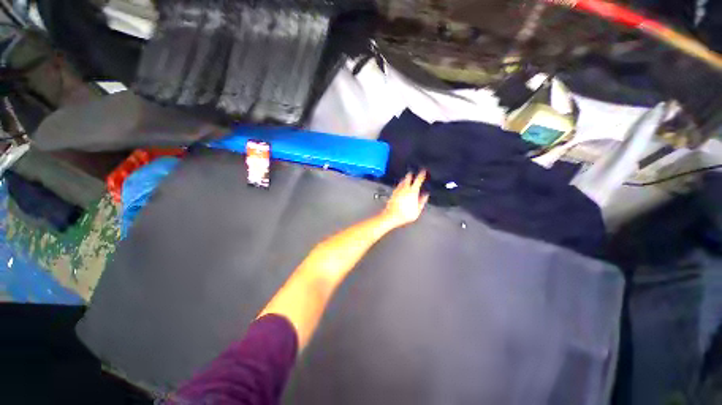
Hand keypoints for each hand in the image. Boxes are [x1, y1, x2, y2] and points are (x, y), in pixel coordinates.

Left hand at [381, 171, 428, 227]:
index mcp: (412, 191)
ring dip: (405, 179)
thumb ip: (422, 201)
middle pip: (408, 178)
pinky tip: (401, 187)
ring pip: (402, 181)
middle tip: (413, 172)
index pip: (418, 180)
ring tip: (407, 178)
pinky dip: (400, 184)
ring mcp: (397, 190)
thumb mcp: (417, 210)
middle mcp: (404, 189)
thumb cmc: (405, 214)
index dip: (421, 174)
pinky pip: (398, 186)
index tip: (423, 171)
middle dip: (411, 174)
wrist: (391, 216)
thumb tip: (425, 195)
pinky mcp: (393, 193)